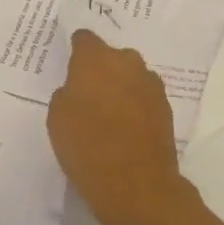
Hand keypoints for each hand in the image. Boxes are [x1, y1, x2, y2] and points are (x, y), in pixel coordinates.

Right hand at [47, 29, 197, 224]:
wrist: (136, 185)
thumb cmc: (86, 146)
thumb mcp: (57, 117)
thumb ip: (67, 93)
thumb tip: (78, 90)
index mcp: (95, 59)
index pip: (84, 39)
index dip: (77, 51)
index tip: (71, 67)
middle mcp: (127, 62)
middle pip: (111, 56)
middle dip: (101, 69)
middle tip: (88, 94)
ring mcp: (151, 84)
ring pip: (130, 76)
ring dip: (121, 86)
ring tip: (109, 113)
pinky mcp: (166, 107)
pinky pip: (144, 97)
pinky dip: (135, 106)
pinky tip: (126, 127)